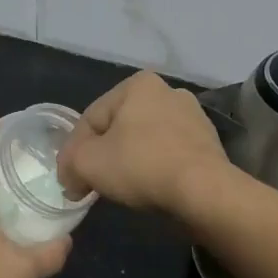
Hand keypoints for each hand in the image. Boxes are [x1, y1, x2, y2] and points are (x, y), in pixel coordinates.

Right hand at [58, 71, 226, 215]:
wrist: (205, 192)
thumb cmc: (142, 165)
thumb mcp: (88, 163)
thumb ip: (70, 163)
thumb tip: (70, 175)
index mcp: (137, 84)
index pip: (92, 118)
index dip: (74, 150)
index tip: (69, 178)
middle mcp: (167, 91)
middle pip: (119, 127)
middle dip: (103, 154)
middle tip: (91, 183)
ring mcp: (193, 117)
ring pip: (144, 141)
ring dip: (129, 161)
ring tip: (120, 189)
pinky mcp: (209, 145)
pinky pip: (168, 155)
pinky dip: (155, 169)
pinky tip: (149, 190)